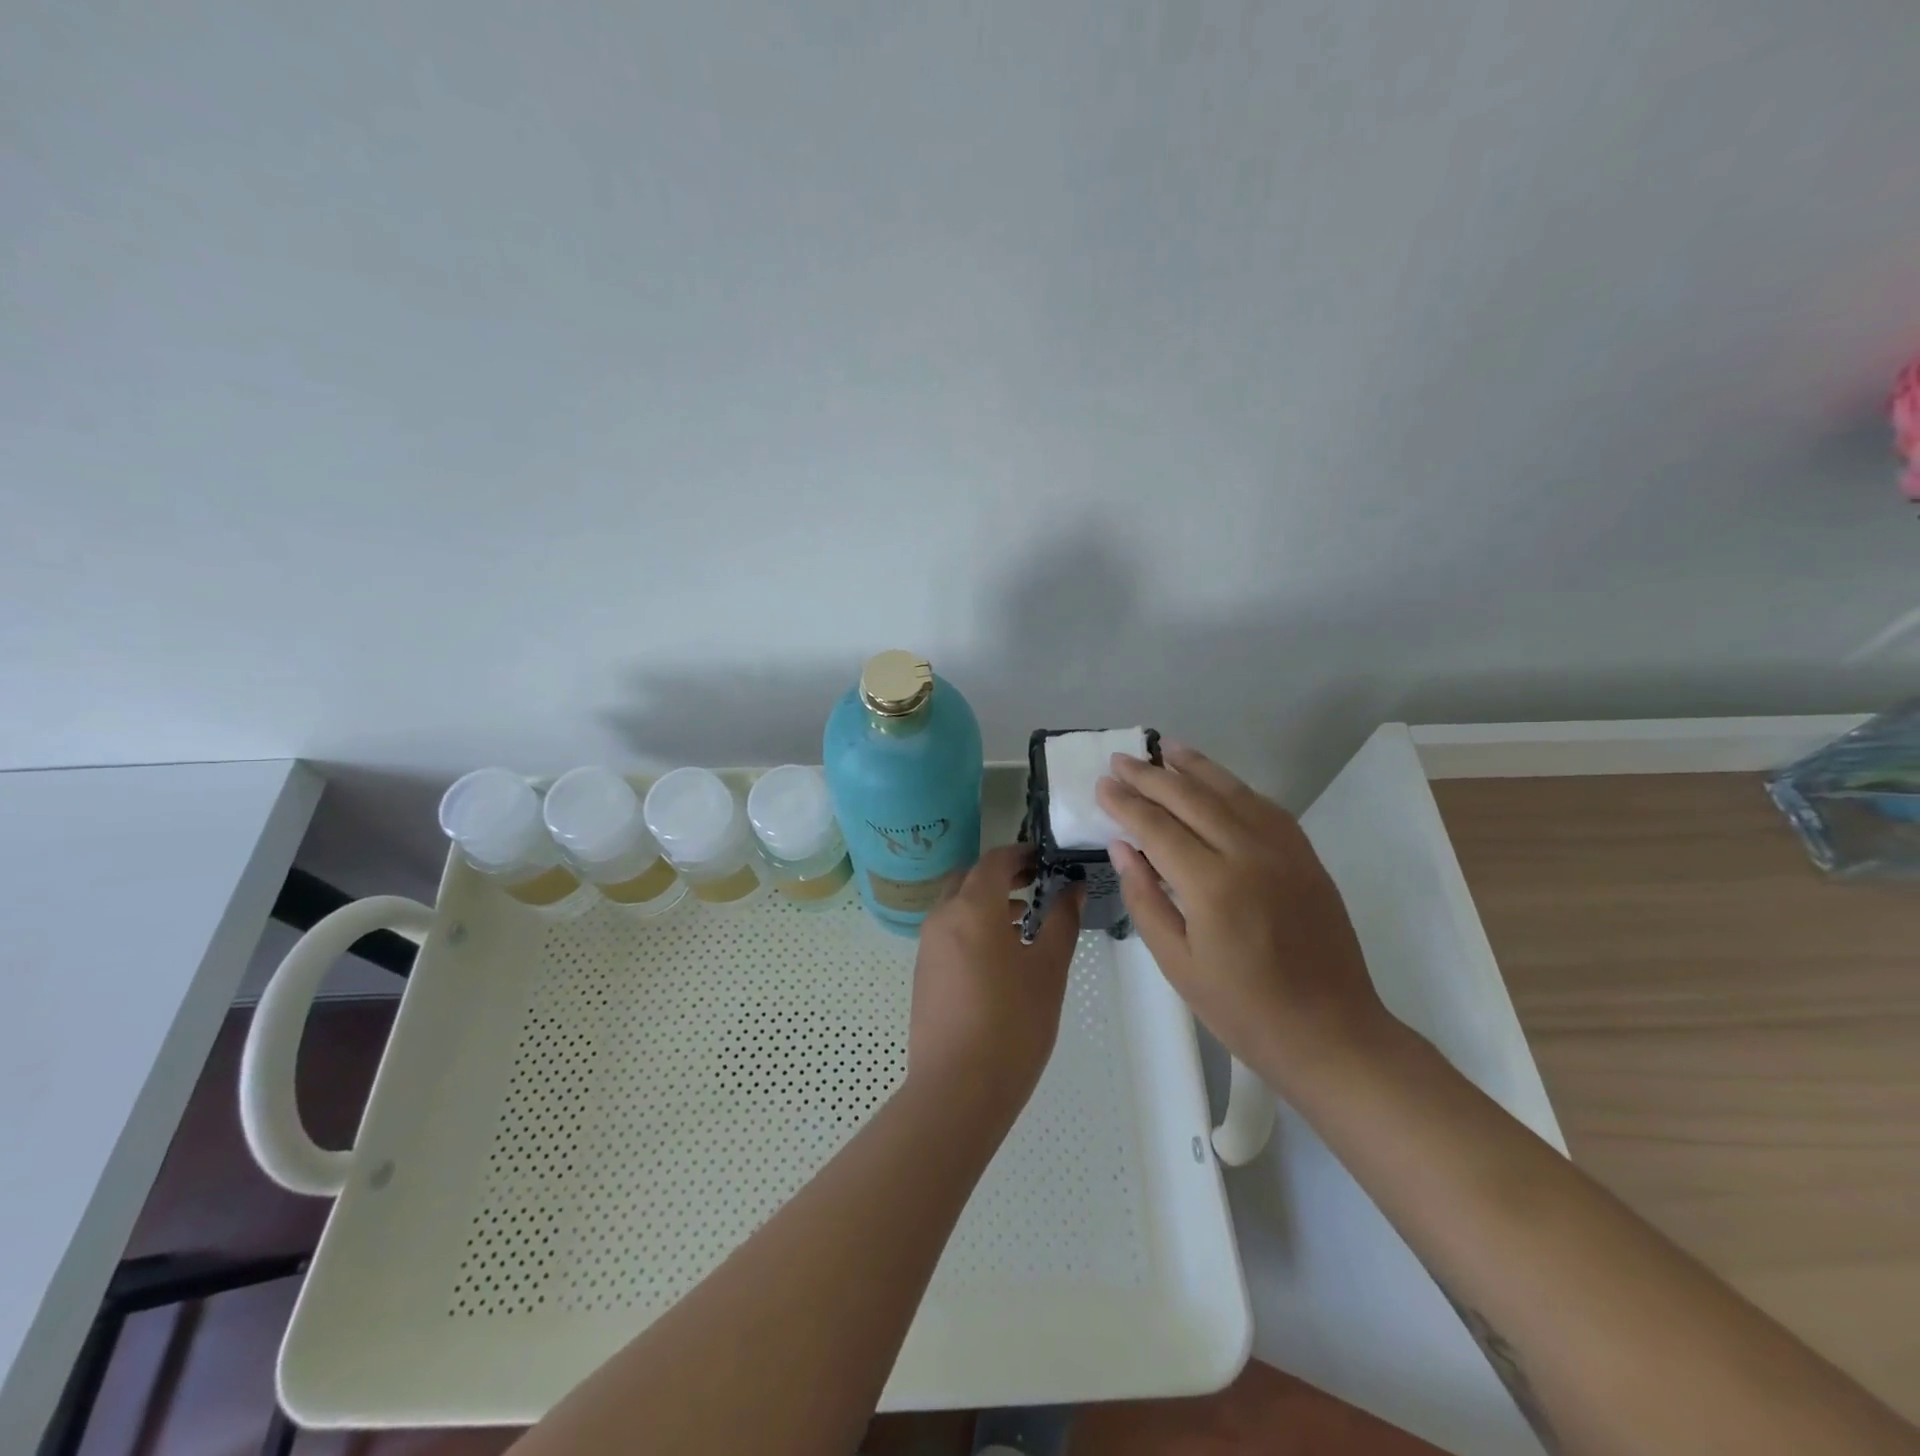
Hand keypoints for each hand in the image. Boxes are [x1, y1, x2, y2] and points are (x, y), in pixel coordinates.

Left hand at [907, 845, 1082, 1120]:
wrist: (957, 1089)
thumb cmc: (1013, 1024)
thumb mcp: (1049, 970)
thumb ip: (1062, 921)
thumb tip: (1072, 888)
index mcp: (973, 907)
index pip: (995, 860)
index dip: (1022, 853)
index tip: (1048, 858)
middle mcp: (943, 916)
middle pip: (970, 877)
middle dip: (1002, 874)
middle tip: (1036, 882)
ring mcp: (928, 945)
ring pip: (957, 904)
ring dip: (987, 900)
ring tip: (1025, 919)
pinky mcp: (923, 972)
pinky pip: (948, 930)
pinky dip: (972, 925)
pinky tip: (1000, 954)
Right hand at [1096, 742, 1393, 1084]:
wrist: (1331, 1033)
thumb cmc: (1243, 1010)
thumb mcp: (1177, 964)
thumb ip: (1145, 899)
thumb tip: (1122, 847)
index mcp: (1212, 886)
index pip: (1157, 827)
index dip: (1125, 803)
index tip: (1101, 785)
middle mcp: (1249, 854)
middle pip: (1192, 798)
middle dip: (1151, 776)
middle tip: (1120, 760)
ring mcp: (1284, 851)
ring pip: (1232, 792)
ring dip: (1195, 767)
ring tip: (1166, 748)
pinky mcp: (1306, 856)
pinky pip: (1264, 807)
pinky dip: (1234, 787)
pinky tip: (1216, 781)